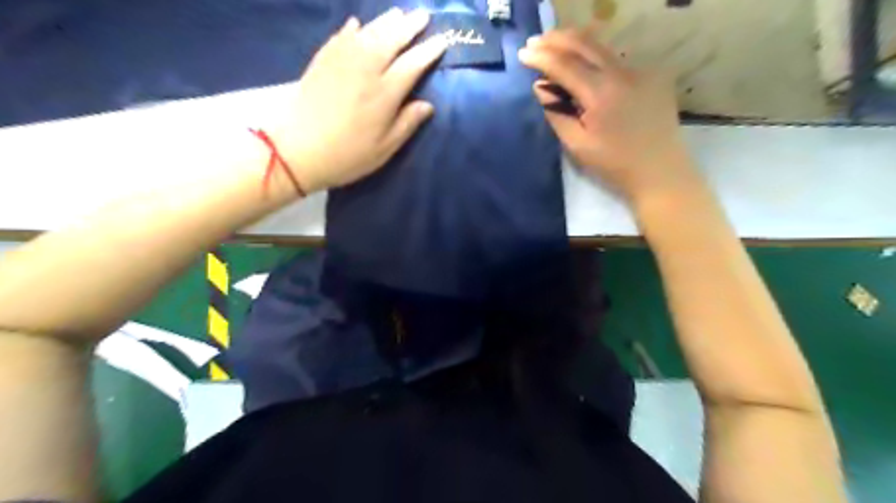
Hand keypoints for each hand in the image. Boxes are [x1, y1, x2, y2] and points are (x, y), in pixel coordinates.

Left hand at [266, 9, 445, 194]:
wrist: (296, 150)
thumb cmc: (346, 155)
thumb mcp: (384, 149)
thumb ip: (407, 124)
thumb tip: (428, 105)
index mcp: (385, 93)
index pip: (413, 64)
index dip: (429, 51)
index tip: (443, 40)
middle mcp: (366, 69)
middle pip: (392, 39)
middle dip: (410, 26)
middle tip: (423, 16)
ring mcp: (342, 61)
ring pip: (369, 32)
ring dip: (386, 21)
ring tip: (399, 14)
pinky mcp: (322, 60)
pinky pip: (341, 36)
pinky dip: (353, 28)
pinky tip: (358, 25)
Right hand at [518, 27, 698, 199]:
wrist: (659, 171)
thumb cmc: (613, 164)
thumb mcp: (577, 144)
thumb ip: (556, 113)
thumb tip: (540, 87)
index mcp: (601, 92)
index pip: (565, 64)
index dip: (541, 57)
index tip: (522, 54)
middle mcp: (622, 73)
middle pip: (584, 44)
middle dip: (556, 39)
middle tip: (535, 41)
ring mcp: (640, 71)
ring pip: (602, 47)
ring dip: (575, 43)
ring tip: (553, 44)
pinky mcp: (651, 76)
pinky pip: (616, 60)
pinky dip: (594, 57)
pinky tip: (583, 63)